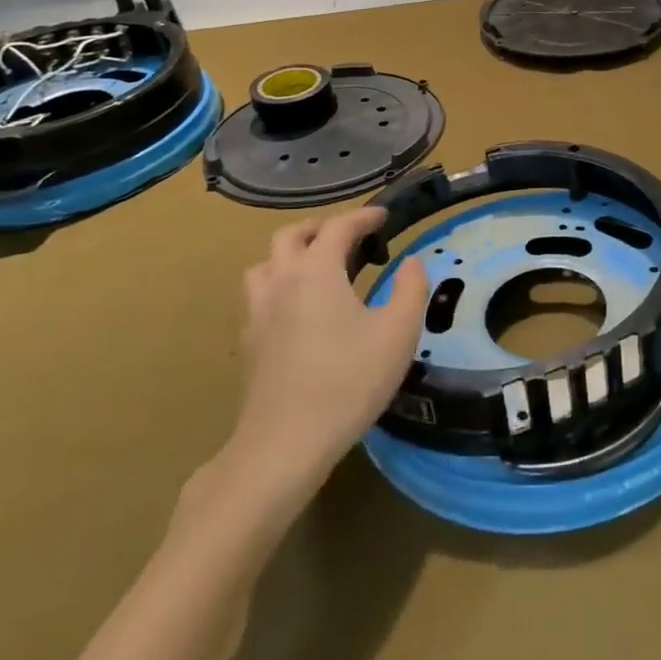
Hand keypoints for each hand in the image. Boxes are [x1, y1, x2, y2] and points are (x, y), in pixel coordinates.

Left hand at [226, 207, 428, 480]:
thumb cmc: (349, 381)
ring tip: (318, 269)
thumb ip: (411, 289)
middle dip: (321, 228)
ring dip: (291, 255)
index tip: (384, 216)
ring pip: (265, 264)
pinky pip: (259, 296)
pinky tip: (299, 311)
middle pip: (290, 235)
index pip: (338, 227)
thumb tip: (411, 263)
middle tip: (349, 238)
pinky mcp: (249, 343)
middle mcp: (281, 282)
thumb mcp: (398, 332)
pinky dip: (280, 286)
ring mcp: (257, 313)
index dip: (363, 216)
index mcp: (316, 271)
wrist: (285, 444)